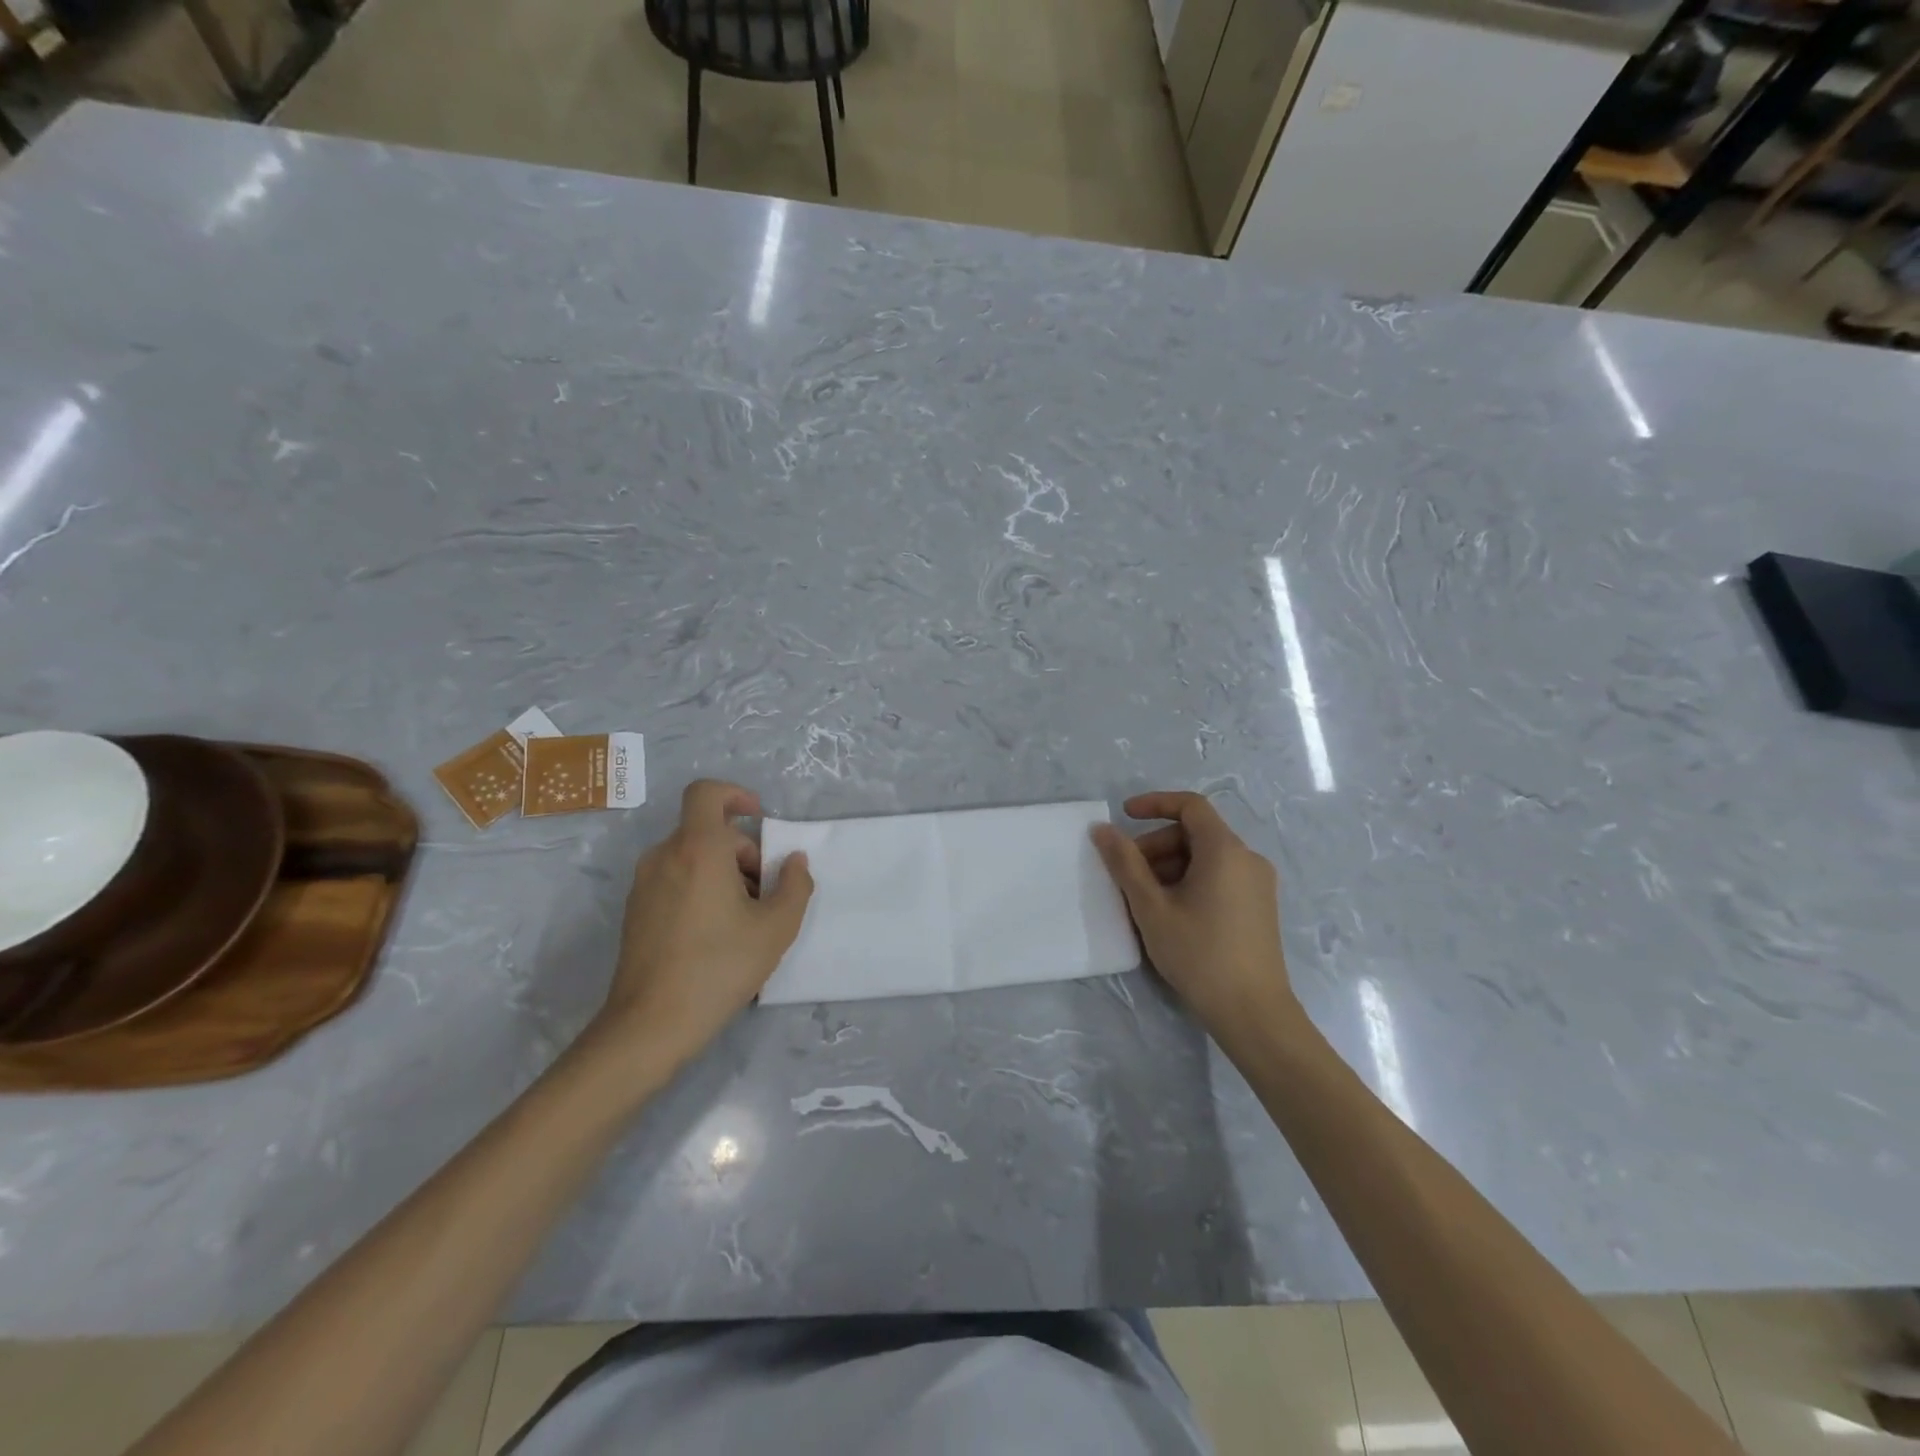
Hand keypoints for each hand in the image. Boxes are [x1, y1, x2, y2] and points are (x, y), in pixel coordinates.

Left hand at [593, 780, 813, 1072]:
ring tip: (745, 917)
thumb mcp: (776, 928)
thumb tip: (795, 862)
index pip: (706, 793)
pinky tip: (716, 933)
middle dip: (743, 852)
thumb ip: (796, 885)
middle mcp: (664, 856)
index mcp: (698, 849)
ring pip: (692, 856)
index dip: (735, 794)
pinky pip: (675, 878)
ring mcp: (644, 883)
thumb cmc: (719, 967)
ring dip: (724, 872)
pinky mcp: (635, 910)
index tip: (759, 818)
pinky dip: (700, 888)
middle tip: (766, 894)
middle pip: (708, 832)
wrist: (650, 1025)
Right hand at [1091, 792, 1305, 1053]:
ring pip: (1206, 857)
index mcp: (1225, 850)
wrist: (1253, 1013)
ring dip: (1171, 865)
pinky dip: (1191, 880)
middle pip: (1196, 833)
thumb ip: (1125, 863)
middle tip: (1128, 874)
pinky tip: (1171, 913)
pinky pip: (1220, 876)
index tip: (1124, 816)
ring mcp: (1258, 884)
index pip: (1191, 806)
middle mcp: (1247, 858)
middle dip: (1157, 844)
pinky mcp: (1259, 906)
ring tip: (1145, 899)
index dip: (1155, 803)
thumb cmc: (1199, 954)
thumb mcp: (1151, 907)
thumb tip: (1102, 829)